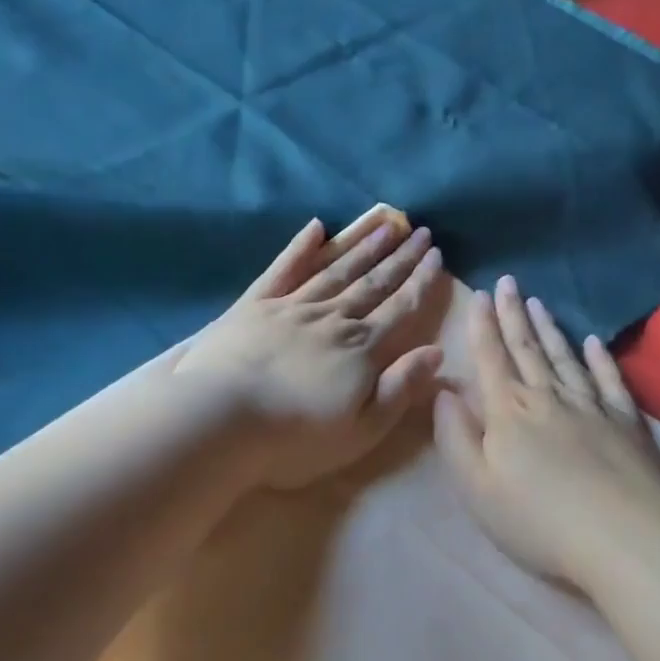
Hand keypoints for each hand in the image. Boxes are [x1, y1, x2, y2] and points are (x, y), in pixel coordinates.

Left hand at [176, 213, 445, 488]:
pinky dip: (301, 247)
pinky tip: (316, 228)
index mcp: (361, 348)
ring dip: (363, 246)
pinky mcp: (255, 306)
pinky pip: (284, 269)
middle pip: (373, 283)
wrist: (221, 420)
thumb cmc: (296, 436)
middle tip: (421, 231)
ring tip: (385, 224)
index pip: (400, 308)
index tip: (438, 255)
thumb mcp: (362, 428)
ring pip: (336, 270)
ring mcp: (292, 307)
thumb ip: (400, 388)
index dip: (421, 282)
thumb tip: (437, 352)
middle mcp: (332, 318)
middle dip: (400, 257)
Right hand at [434, 276, 659, 590]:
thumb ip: (455, 438)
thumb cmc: (539, 520)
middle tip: (507, 282)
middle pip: (526, 349)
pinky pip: (608, 379)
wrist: (624, 537)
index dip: (482, 326)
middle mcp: (548, 397)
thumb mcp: (477, 488)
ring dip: (548, 329)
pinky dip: (599, 358)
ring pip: (564, 357)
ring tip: (538, 302)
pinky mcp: (627, 421)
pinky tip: (593, 341)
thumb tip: (444, 393)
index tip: (479, 294)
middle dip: (513, 314)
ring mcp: (592, 405)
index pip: (491, 358)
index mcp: (508, 412)